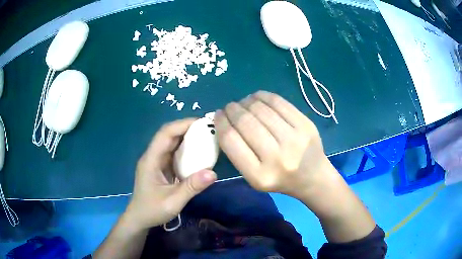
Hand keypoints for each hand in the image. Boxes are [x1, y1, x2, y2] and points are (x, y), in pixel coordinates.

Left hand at [124, 119, 216, 230]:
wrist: (139, 218)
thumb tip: (213, 173)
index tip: (202, 123)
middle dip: (187, 129)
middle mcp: (153, 156)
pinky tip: (198, 153)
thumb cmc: (152, 210)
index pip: (165, 134)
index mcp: (151, 160)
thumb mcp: (173, 202)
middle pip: (168, 135)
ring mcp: (156, 162)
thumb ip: (191, 188)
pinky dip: (186, 150)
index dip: (182, 125)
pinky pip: (174, 153)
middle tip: (209, 129)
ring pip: (172, 143)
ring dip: (187, 138)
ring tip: (207, 137)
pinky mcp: (161, 168)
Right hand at [215, 91, 332, 198]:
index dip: (221, 123)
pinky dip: (263, 96)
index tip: (218, 115)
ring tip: (243, 102)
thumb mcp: (253, 177)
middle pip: (245, 122)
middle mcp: (277, 158)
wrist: (313, 178)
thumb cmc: (280, 179)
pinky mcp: (306, 125)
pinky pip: (279, 102)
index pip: (231, 141)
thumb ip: (237, 152)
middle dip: (232, 109)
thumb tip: (224, 119)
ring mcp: (294, 139)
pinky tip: (257, 97)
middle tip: (229, 107)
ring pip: (261, 109)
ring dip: (246, 101)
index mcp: (259, 176)